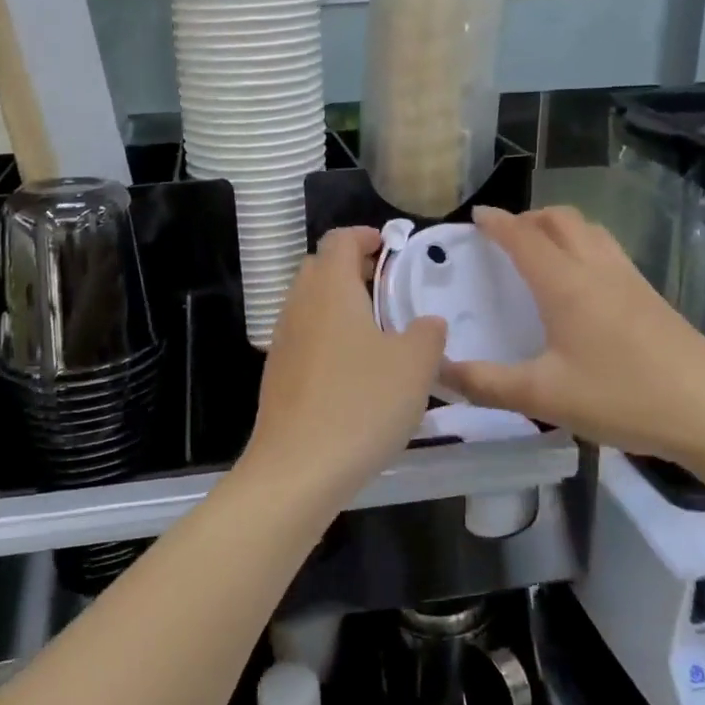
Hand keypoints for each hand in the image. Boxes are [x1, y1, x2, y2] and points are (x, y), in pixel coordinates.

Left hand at [245, 227, 446, 494]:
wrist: (297, 468)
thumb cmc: (361, 404)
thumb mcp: (414, 365)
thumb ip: (427, 333)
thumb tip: (426, 322)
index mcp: (329, 288)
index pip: (340, 239)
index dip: (366, 236)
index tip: (392, 248)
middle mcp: (299, 305)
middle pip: (320, 268)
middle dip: (353, 268)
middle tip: (389, 288)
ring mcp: (282, 341)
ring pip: (311, 304)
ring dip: (341, 305)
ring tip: (378, 331)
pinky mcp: (277, 374)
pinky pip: (305, 337)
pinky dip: (328, 336)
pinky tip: (354, 370)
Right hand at [440, 206, 704, 472]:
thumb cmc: (622, 398)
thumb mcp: (543, 397)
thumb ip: (485, 383)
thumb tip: (438, 371)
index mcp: (566, 285)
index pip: (523, 237)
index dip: (497, 222)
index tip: (476, 215)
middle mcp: (598, 270)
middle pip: (561, 220)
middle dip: (528, 217)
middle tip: (504, 234)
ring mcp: (631, 280)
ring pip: (590, 230)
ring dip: (559, 227)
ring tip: (540, 248)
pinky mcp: (652, 297)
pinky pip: (609, 251)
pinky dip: (583, 245)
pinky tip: (582, 283)